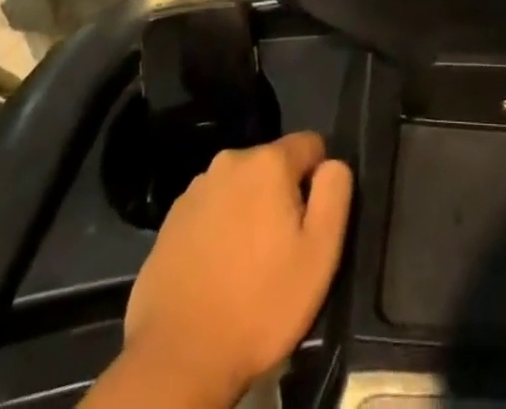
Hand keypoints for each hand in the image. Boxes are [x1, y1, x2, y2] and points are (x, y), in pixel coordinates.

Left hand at [89, 132, 352, 407]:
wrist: (178, 359)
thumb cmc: (260, 304)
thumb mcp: (320, 253)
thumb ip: (335, 192)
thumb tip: (332, 164)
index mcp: (268, 161)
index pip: (311, 145)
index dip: (318, 181)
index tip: (311, 224)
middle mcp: (230, 161)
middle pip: (272, 166)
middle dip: (282, 197)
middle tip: (280, 251)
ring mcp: (195, 190)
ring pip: (240, 188)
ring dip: (249, 212)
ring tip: (247, 266)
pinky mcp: (170, 221)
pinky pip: (211, 212)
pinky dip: (219, 230)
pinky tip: (217, 272)